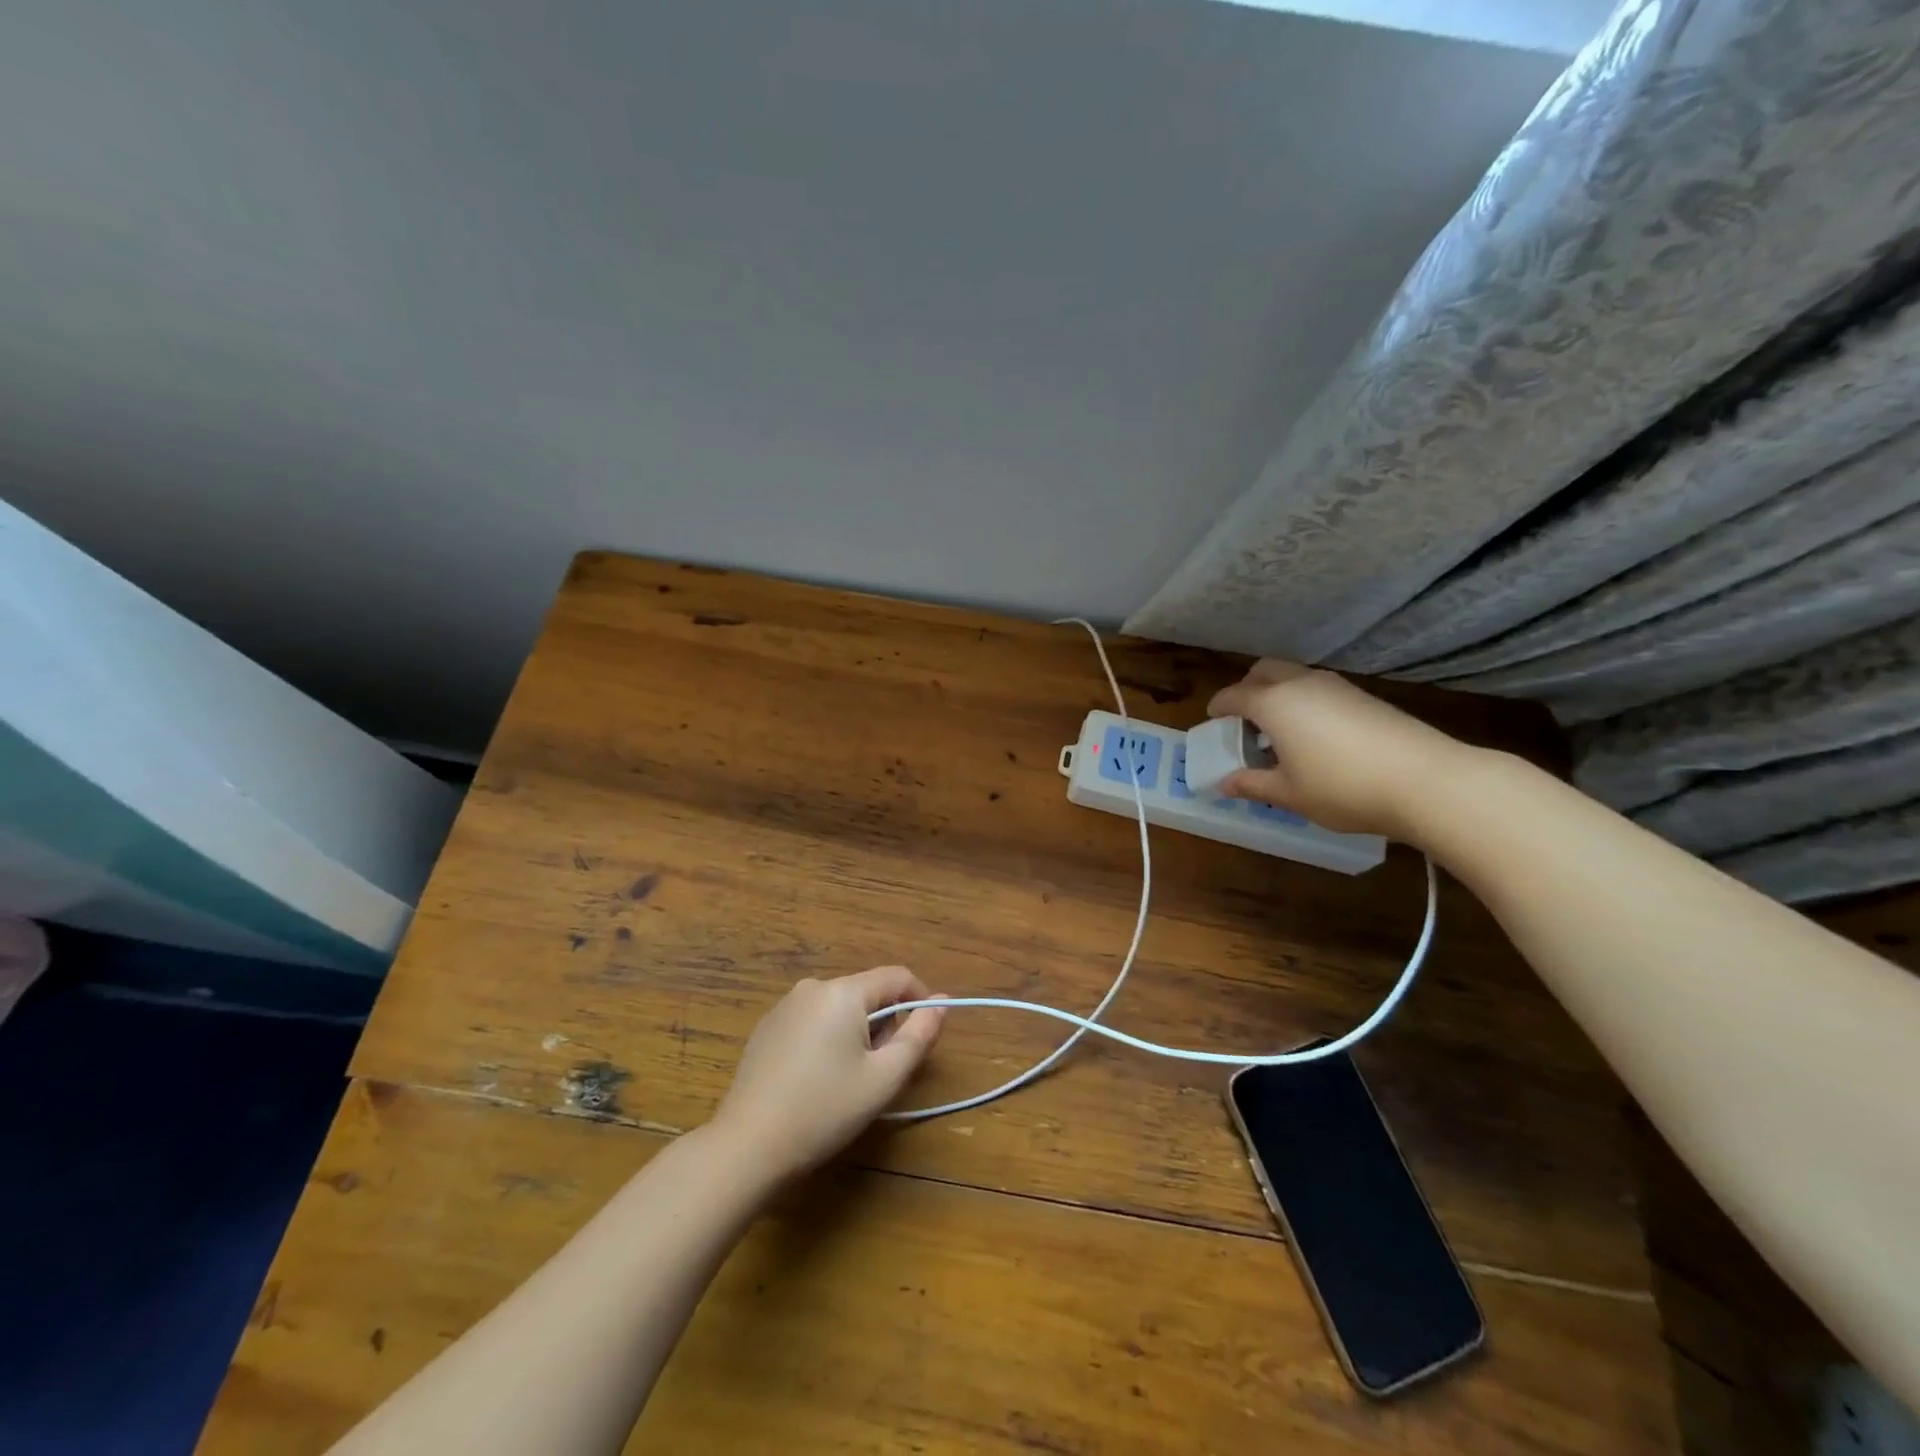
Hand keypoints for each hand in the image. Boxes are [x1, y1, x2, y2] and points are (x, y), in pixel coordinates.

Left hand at [712, 967, 945, 1179]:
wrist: (747, 1145)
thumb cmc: (824, 1110)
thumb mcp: (883, 1078)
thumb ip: (918, 1037)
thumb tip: (941, 1003)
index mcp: (843, 992)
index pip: (896, 977)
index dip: (920, 1000)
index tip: (925, 1037)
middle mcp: (813, 987)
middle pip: (867, 992)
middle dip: (884, 1024)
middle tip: (881, 1072)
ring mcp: (784, 1006)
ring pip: (839, 1008)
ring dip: (856, 1033)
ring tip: (848, 1080)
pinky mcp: (766, 1028)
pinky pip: (812, 1020)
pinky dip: (827, 1039)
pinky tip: (815, 1080)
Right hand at [1206, 660, 1470, 844]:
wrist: (1424, 780)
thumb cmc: (1341, 787)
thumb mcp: (1288, 794)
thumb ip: (1252, 784)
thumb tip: (1224, 783)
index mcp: (1273, 703)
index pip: (1233, 695)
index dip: (1218, 707)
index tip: (1212, 719)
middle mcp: (1301, 684)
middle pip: (1263, 670)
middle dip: (1247, 688)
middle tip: (1244, 719)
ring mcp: (1336, 686)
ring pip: (1294, 677)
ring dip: (1278, 694)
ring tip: (1279, 731)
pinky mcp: (1364, 696)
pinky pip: (1319, 689)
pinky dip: (1304, 702)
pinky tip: (1314, 735)